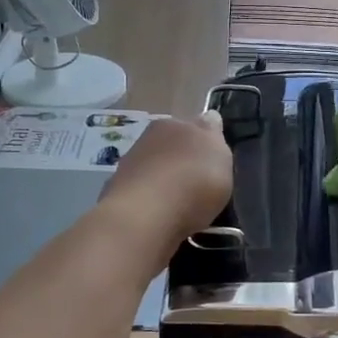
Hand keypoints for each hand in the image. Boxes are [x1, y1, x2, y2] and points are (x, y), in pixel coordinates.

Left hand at [100, 113, 232, 247]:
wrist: (145, 216)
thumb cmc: (193, 181)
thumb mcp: (220, 155)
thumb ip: (214, 137)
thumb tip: (209, 120)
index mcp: (174, 123)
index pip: (195, 123)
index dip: (206, 138)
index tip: (214, 157)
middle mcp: (148, 138)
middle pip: (172, 145)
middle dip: (183, 160)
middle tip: (199, 182)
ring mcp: (128, 166)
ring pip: (155, 169)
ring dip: (166, 181)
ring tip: (182, 206)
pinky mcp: (116, 195)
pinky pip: (143, 194)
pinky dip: (152, 202)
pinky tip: (163, 218)